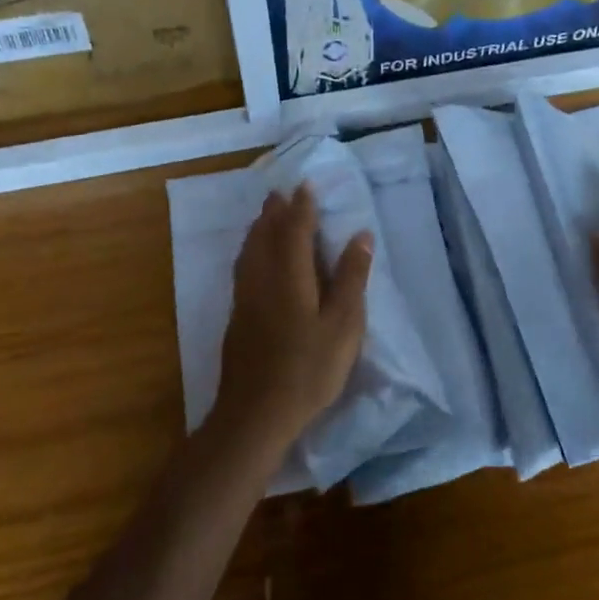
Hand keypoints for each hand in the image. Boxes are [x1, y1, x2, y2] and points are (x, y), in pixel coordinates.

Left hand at [214, 185, 372, 458]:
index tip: (306, 185)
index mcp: (290, 275)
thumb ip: (351, 278)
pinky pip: (243, 268)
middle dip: (274, 212)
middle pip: (264, 235)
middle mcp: (262, 279)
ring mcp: (245, 299)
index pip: (295, 229)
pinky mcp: (237, 318)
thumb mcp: (343, 325)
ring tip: (265, 216)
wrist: (256, 414)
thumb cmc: (308, 369)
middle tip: (280, 193)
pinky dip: (250, 250)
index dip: (301, 206)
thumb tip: (361, 234)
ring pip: (249, 251)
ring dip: (258, 228)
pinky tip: (253, 259)